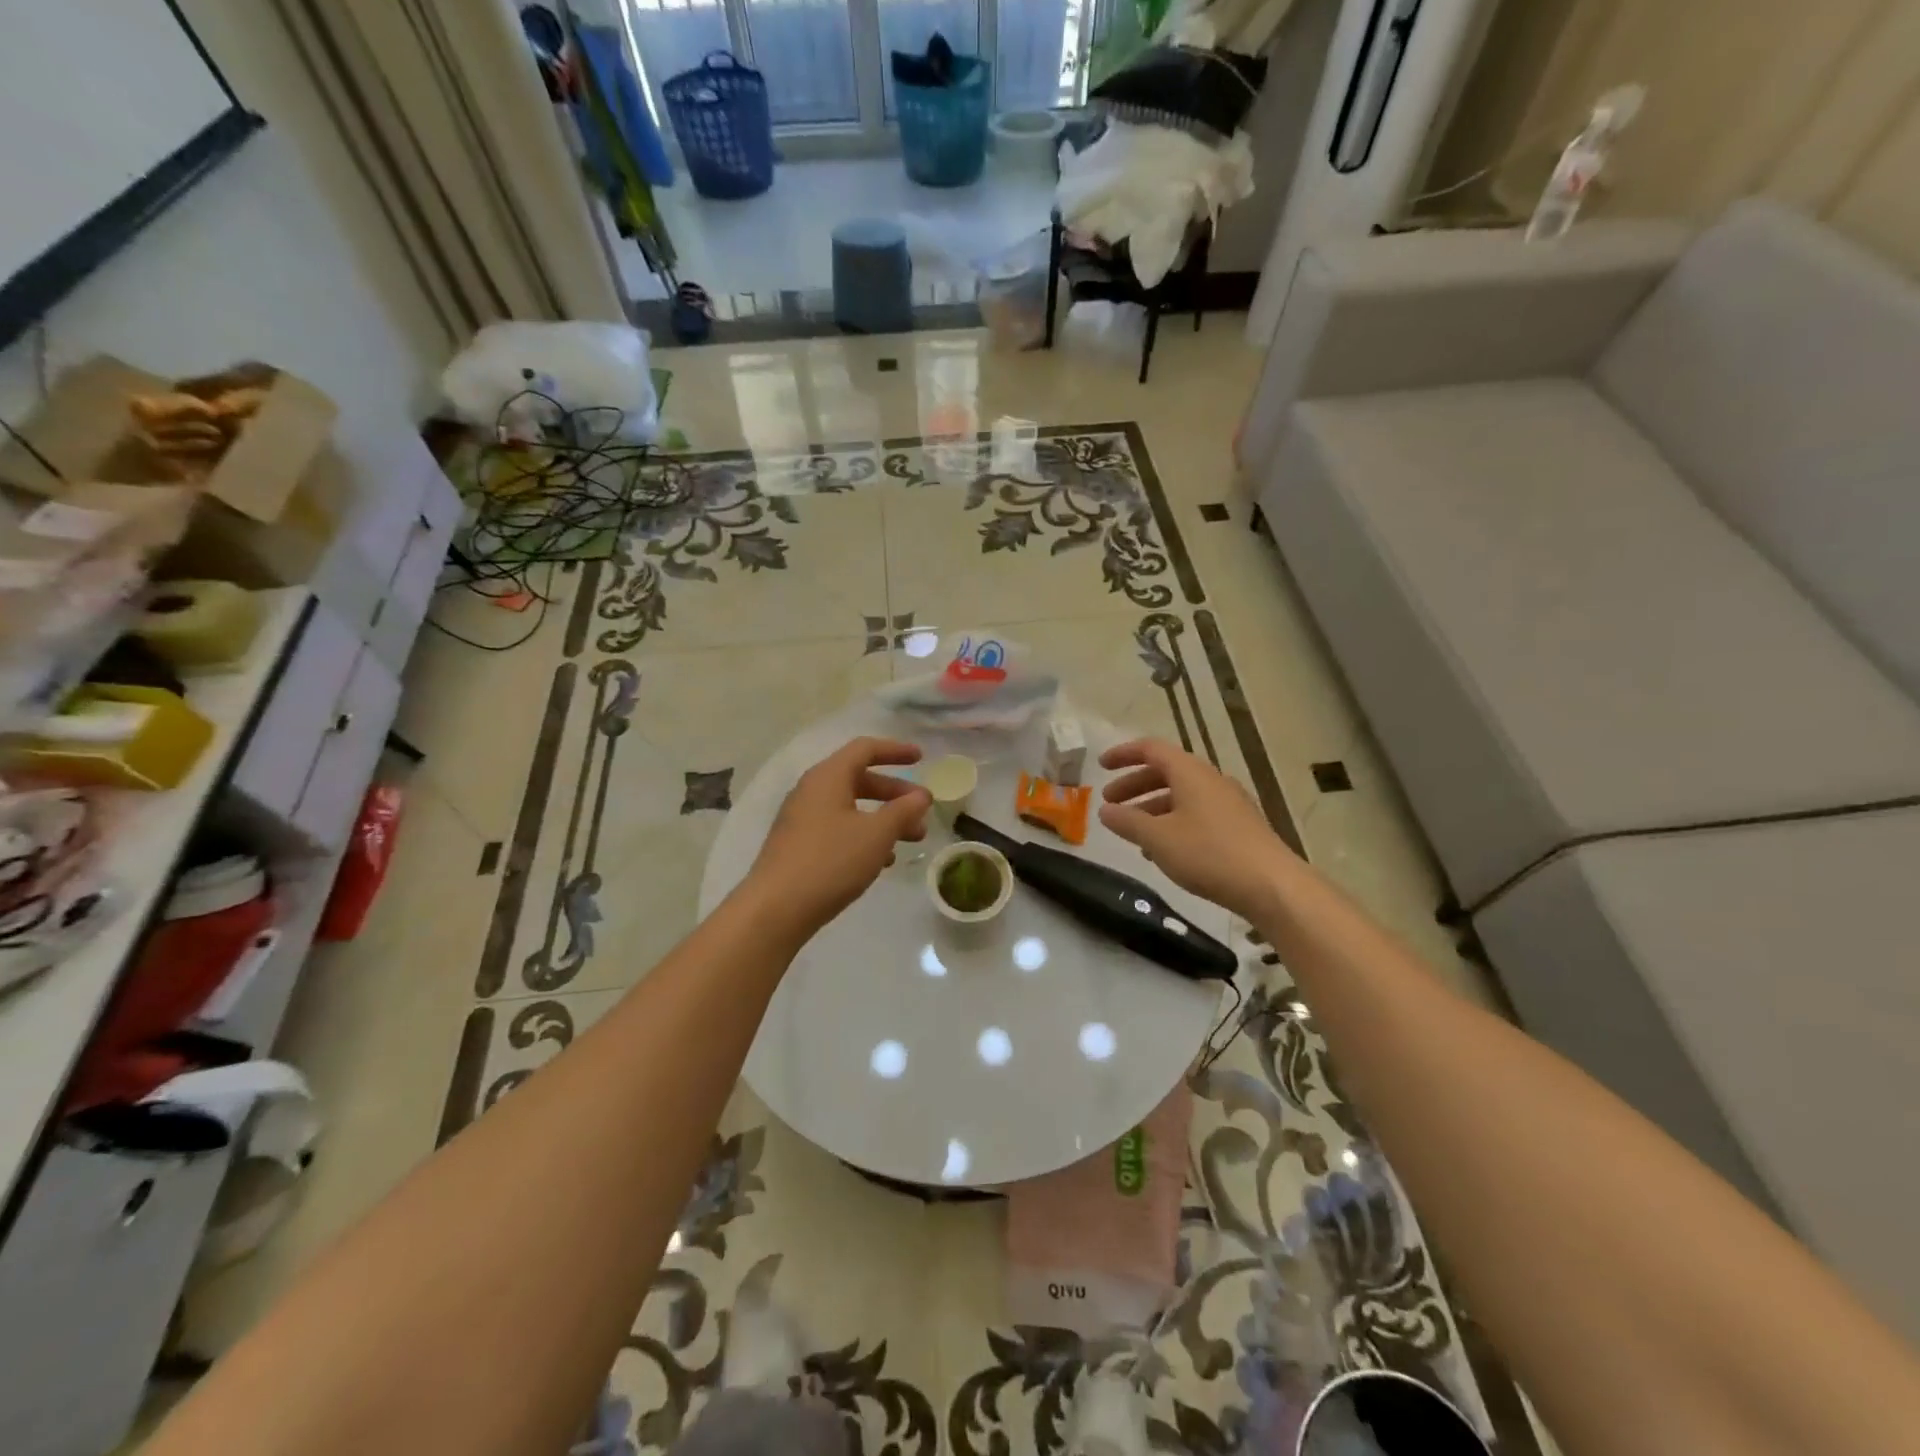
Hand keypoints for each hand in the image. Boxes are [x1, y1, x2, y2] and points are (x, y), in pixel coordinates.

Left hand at [745, 738, 930, 938]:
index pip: (864, 749)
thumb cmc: (831, 861)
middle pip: (859, 779)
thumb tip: (921, 795)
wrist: (775, 909)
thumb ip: (903, 811)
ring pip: (851, 807)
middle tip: (921, 810)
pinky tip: (882, 860)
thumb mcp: (877, 834)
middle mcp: (812, 791)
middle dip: (894, 793)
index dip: (895, 750)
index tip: (921, 758)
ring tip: (912, 839)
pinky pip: (838, 829)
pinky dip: (864, 835)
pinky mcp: (799, 845)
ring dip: (883, 818)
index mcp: (828, 777)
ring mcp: (802, 819)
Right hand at [1099, 738, 1295, 919]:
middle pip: (1166, 772)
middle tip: (1110, 804)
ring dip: (1152, 807)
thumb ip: (1128, 822)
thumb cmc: (1209, 854)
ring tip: (1132, 832)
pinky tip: (1163, 850)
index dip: (1124, 754)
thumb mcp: (1158, 838)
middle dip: (1134, 785)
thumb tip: (1105, 811)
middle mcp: (1211, 780)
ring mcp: (1229, 803)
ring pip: (1182, 795)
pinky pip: (1197, 813)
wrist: (1271, 885)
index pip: (1152, 749)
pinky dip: (1173, 822)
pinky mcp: (1239, 827)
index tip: (1101, 766)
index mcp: (1190, 772)